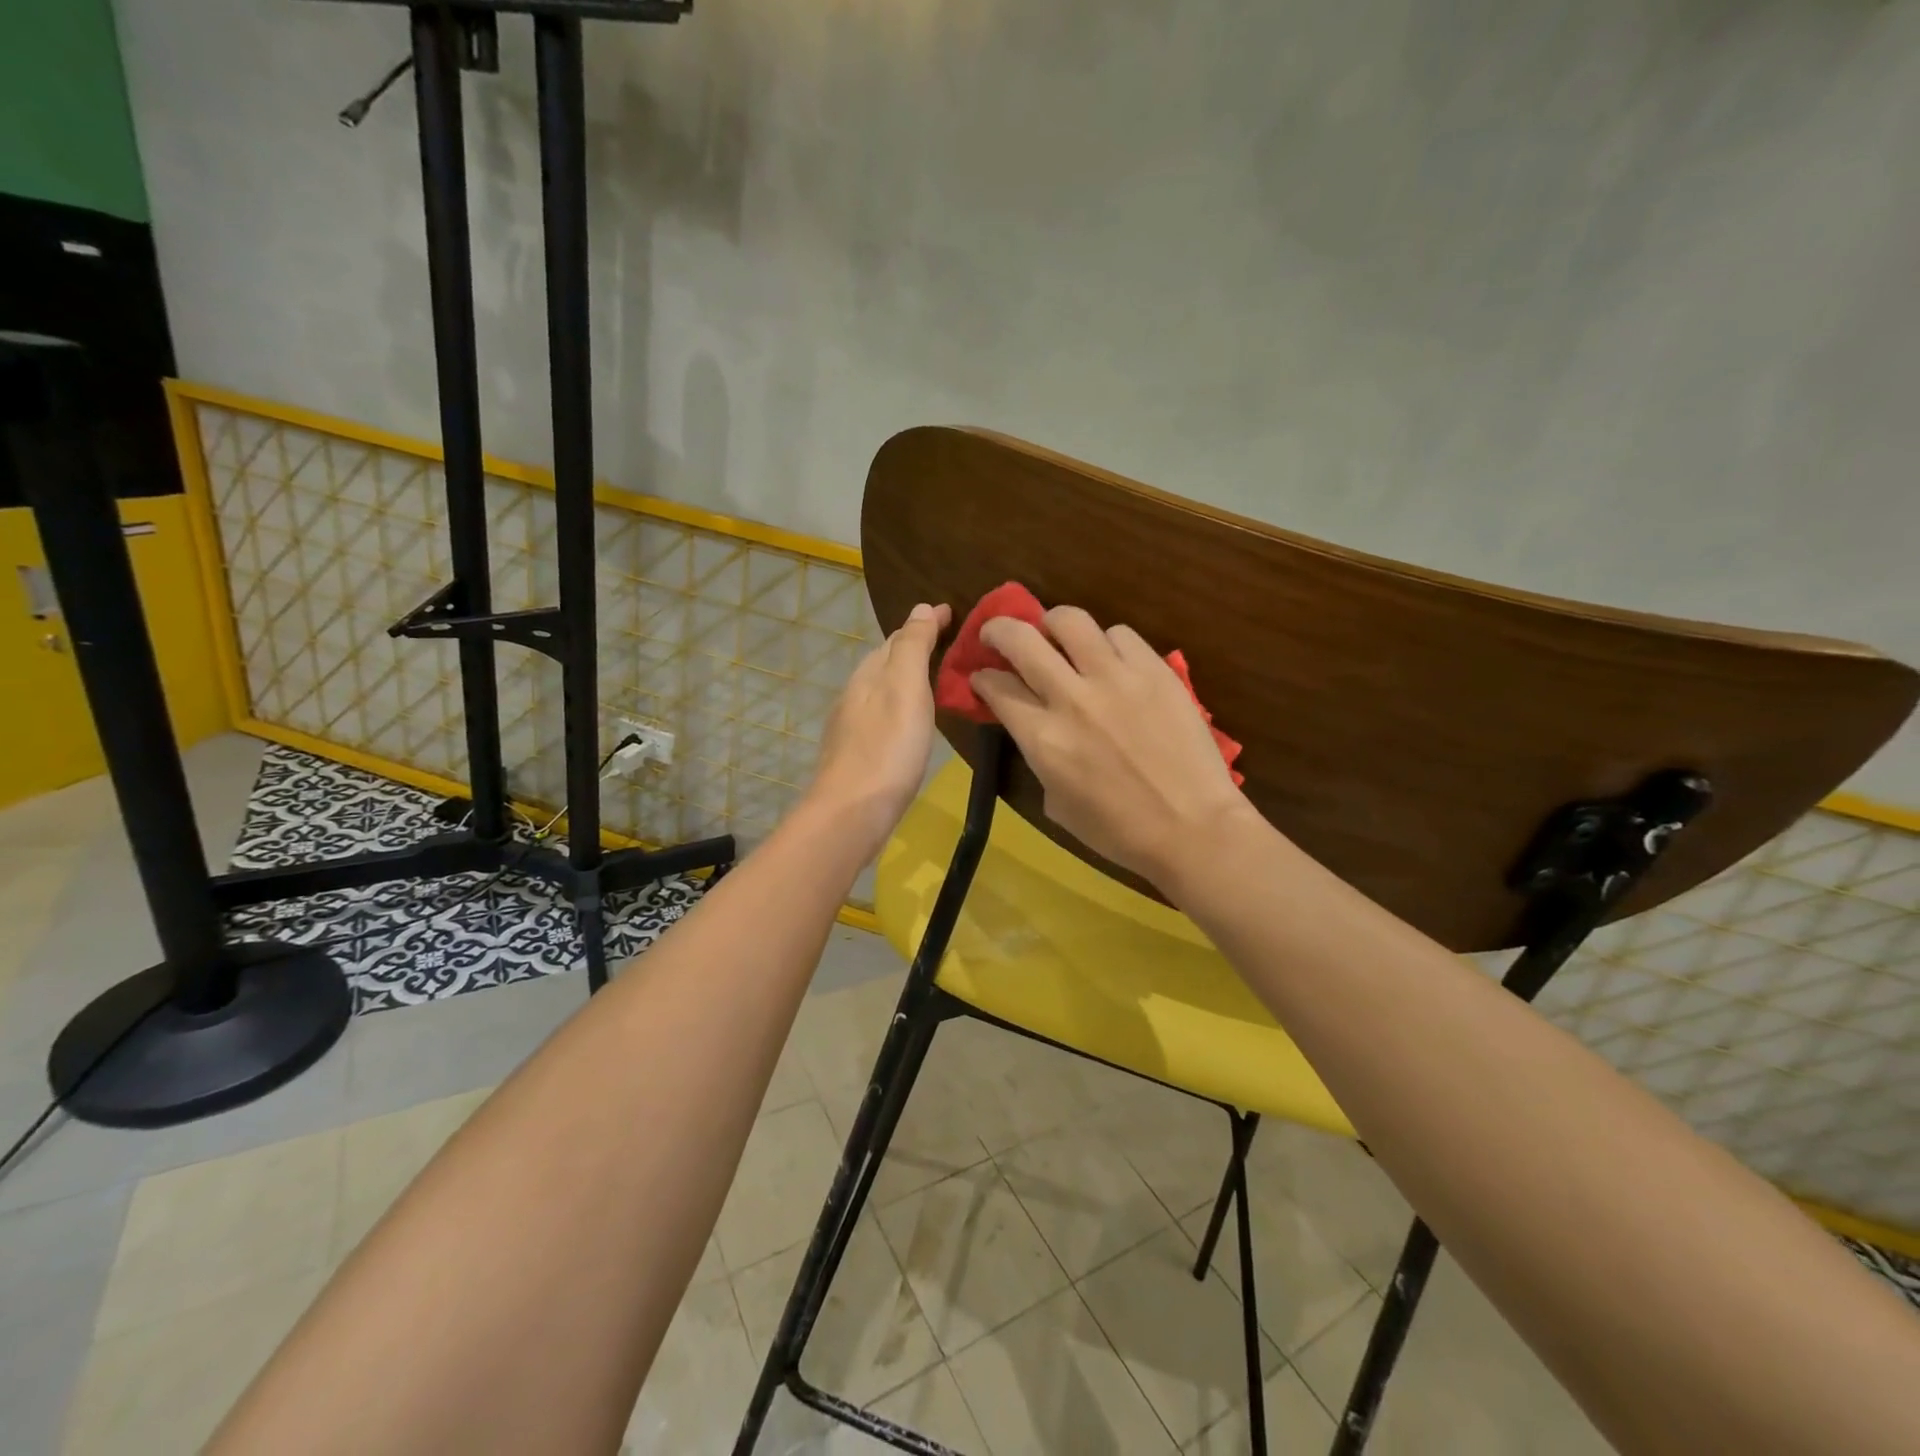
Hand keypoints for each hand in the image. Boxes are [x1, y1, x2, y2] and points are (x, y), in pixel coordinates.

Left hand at [806, 602, 952, 855]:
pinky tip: (913, 723)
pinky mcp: (857, 755)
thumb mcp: (905, 688)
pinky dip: (902, 706)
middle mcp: (855, 694)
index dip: (926, 624)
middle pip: (887, 661)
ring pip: (883, 689)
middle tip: (951, 643)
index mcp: (868, 674)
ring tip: (938, 680)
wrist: (851, 814)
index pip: (898, 636)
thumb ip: (913, 647)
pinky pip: (884, 716)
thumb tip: (921, 607)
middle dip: (916, 647)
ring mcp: (852, 727)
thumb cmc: (886, 749)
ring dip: (908, 678)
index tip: (953, 613)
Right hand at [971, 606, 1253, 890]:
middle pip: (1020, 639)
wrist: (1192, 828)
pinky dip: (1106, 642)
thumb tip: (1035, 728)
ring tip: (1057, 635)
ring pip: (1070, 620)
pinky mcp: (1155, 670)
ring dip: (1052, 624)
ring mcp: (1116, 678)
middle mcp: (1071, 697)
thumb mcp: (1056, 802)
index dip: (982, 678)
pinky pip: (1120, 634)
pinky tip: (1111, 659)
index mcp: (1042, 738)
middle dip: (998, 630)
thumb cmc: (1119, 831)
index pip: (997, 687)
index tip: (983, 678)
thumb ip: (1039, 755)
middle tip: (998, 634)